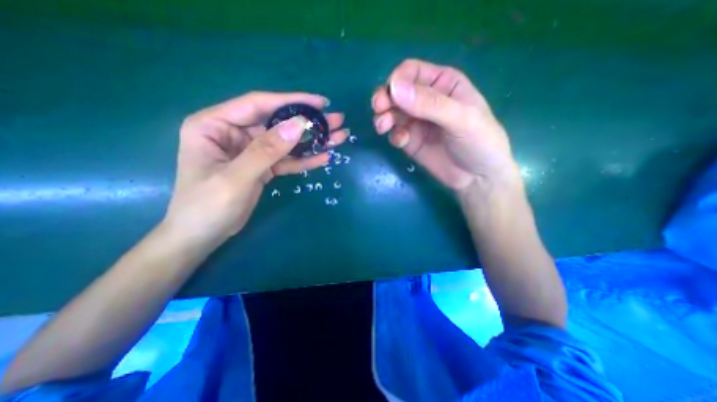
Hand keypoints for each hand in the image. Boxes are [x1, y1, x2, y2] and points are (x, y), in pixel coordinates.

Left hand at [165, 91, 350, 244]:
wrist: (202, 236)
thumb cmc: (207, 206)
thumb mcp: (236, 177)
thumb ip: (267, 150)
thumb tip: (299, 125)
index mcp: (215, 124)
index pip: (259, 104)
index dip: (291, 101)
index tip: (320, 103)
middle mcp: (234, 133)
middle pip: (278, 123)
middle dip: (309, 123)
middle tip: (337, 121)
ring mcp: (251, 151)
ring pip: (286, 143)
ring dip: (312, 141)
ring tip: (338, 138)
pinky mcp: (262, 167)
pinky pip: (286, 160)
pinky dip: (304, 160)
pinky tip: (324, 157)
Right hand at [373, 56, 517, 192]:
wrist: (477, 178)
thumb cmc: (479, 142)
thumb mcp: (461, 119)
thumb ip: (430, 104)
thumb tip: (394, 88)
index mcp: (442, 83)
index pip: (411, 72)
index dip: (397, 80)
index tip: (389, 95)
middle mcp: (426, 100)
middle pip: (397, 92)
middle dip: (384, 99)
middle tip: (378, 110)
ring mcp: (417, 122)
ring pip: (392, 113)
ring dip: (384, 118)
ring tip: (382, 127)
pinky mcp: (411, 141)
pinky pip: (396, 133)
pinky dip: (394, 135)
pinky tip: (401, 141)